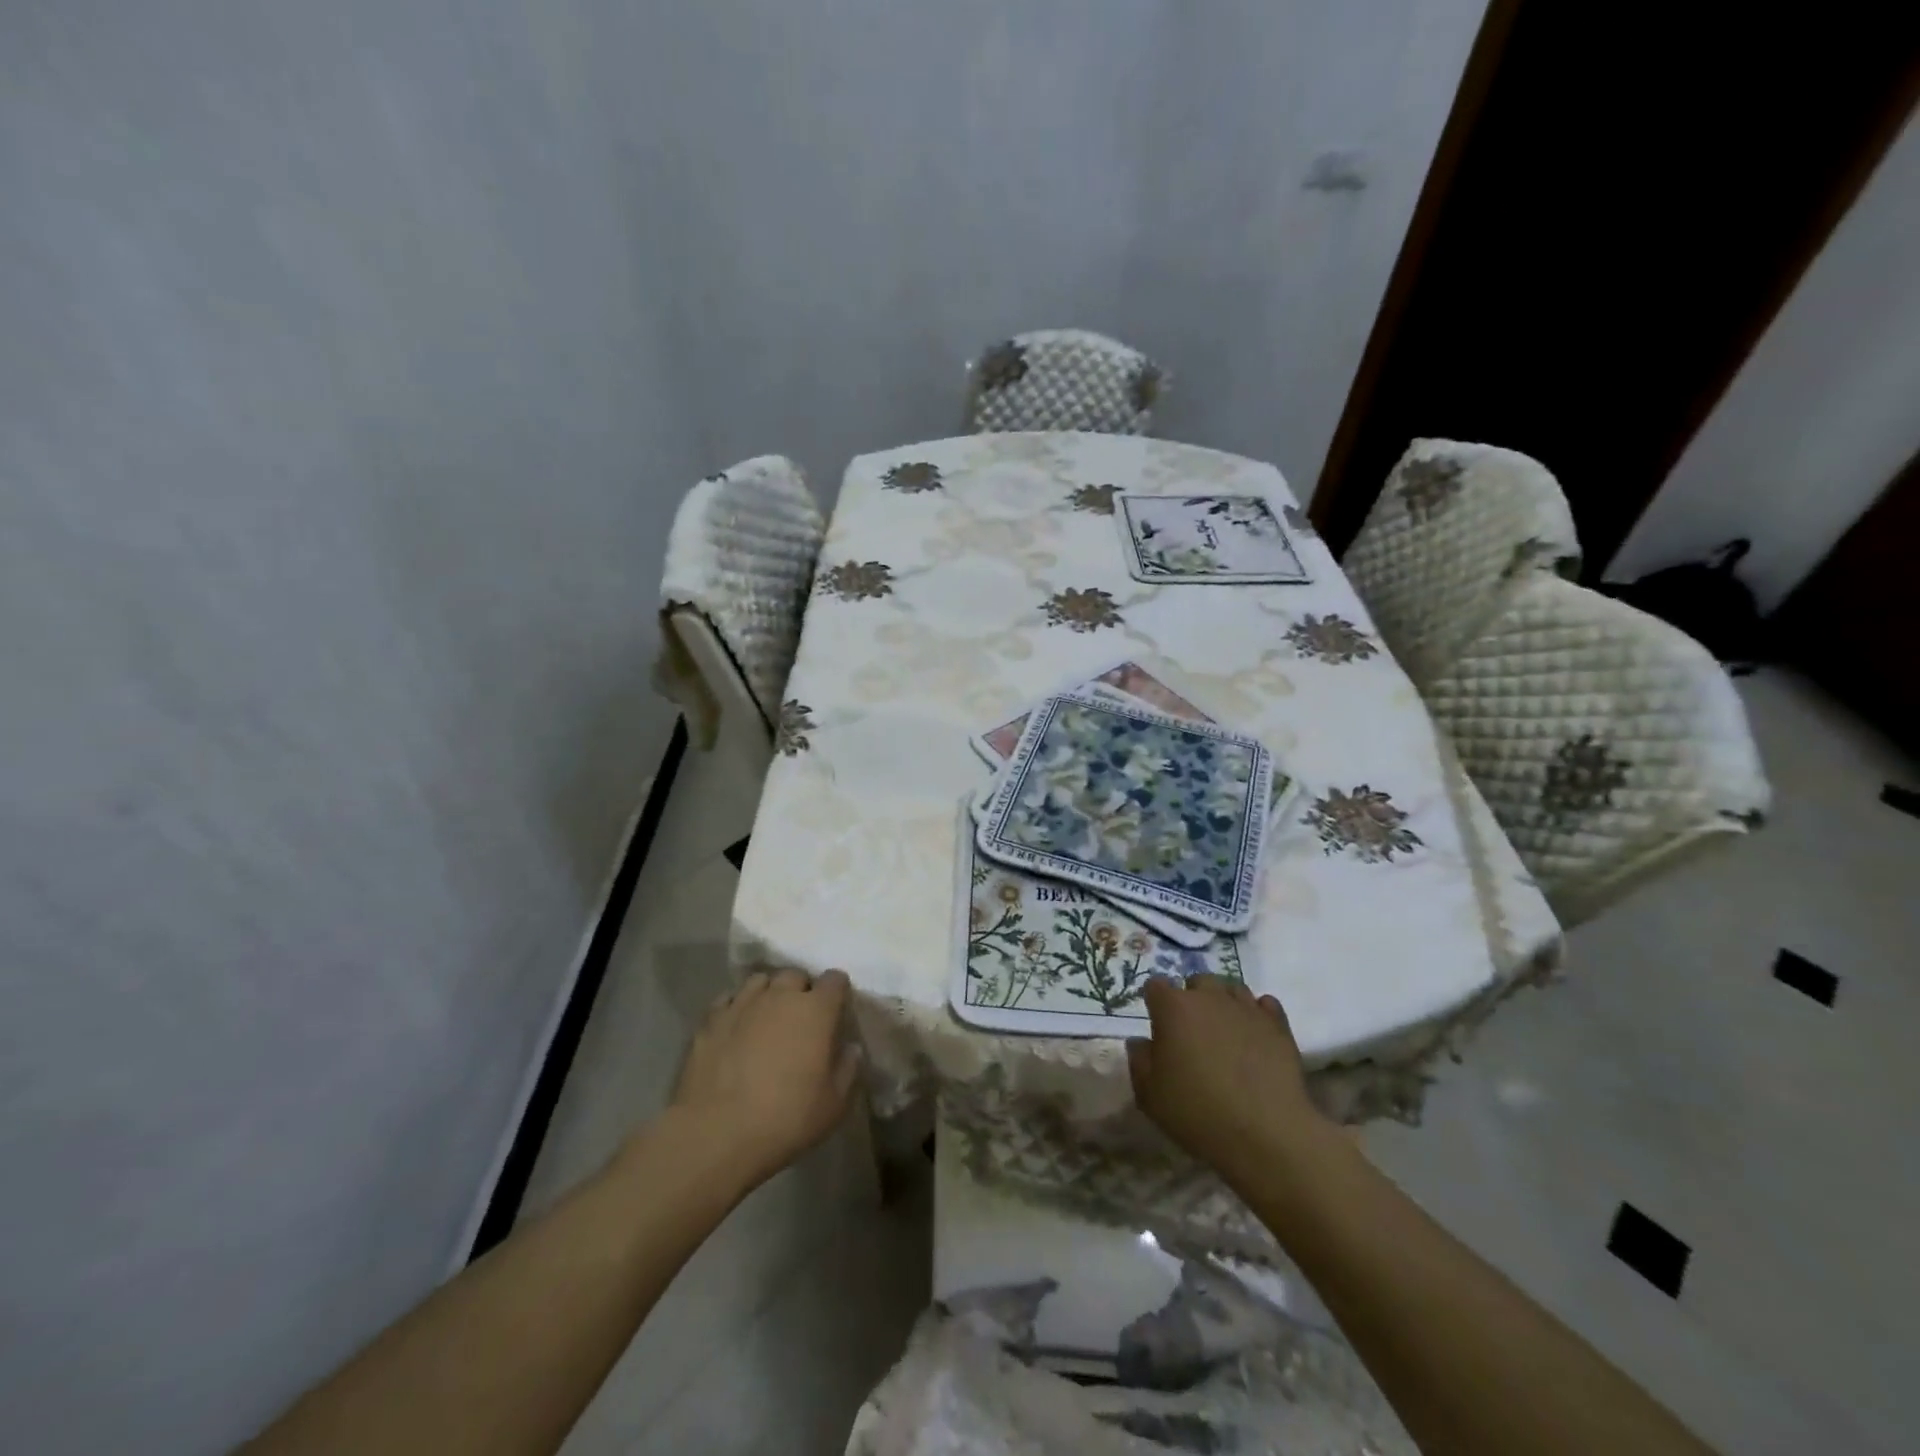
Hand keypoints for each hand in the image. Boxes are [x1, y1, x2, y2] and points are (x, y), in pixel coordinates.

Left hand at [669, 968, 857, 1187]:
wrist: (716, 1134)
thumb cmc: (786, 1119)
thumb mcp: (833, 1105)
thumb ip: (847, 1070)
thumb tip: (850, 1048)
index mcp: (816, 1011)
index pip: (834, 980)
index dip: (837, 991)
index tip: (836, 1010)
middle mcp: (780, 996)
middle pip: (795, 976)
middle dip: (801, 991)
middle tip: (801, 1018)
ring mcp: (742, 1004)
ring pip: (760, 981)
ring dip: (768, 993)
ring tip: (767, 1017)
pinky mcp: (710, 1020)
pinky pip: (728, 999)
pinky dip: (736, 1007)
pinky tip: (736, 1027)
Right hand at [1127, 975, 1330, 1182]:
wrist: (1266, 1134)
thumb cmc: (1197, 1113)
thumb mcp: (1149, 1094)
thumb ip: (1139, 1060)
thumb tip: (1140, 1042)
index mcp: (1173, 1008)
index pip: (1155, 986)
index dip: (1154, 1003)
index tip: (1157, 1025)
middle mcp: (1209, 997)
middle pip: (1196, 981)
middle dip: (1191, 998)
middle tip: (1192, 1032)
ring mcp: (1246, 1008)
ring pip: (1231, 989)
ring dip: (1224, 1003)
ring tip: (1224, 1032)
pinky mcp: (1278, 1025)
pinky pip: (1265, 1005)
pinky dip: (1257, 1014)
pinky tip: (1254, 1035)